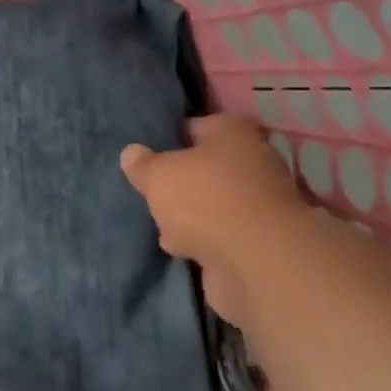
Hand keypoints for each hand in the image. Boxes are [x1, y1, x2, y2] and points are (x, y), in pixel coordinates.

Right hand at [120, 114, 303, 312]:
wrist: (257, 263)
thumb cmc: (205, 200)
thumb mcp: (158, 175)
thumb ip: (142, 164)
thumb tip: (132, 153)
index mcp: (233, 132)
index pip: (193, 127)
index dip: (166, 140)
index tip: (144, 157)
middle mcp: (252, 162)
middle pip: (204, 168)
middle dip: (179, 182)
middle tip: (149, 192)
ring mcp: (258, 204)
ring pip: (212, 203)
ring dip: (190, 215)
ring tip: (158, 225)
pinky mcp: (258, 241)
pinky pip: (220, 234)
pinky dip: (203, 240)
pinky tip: (179, 248)